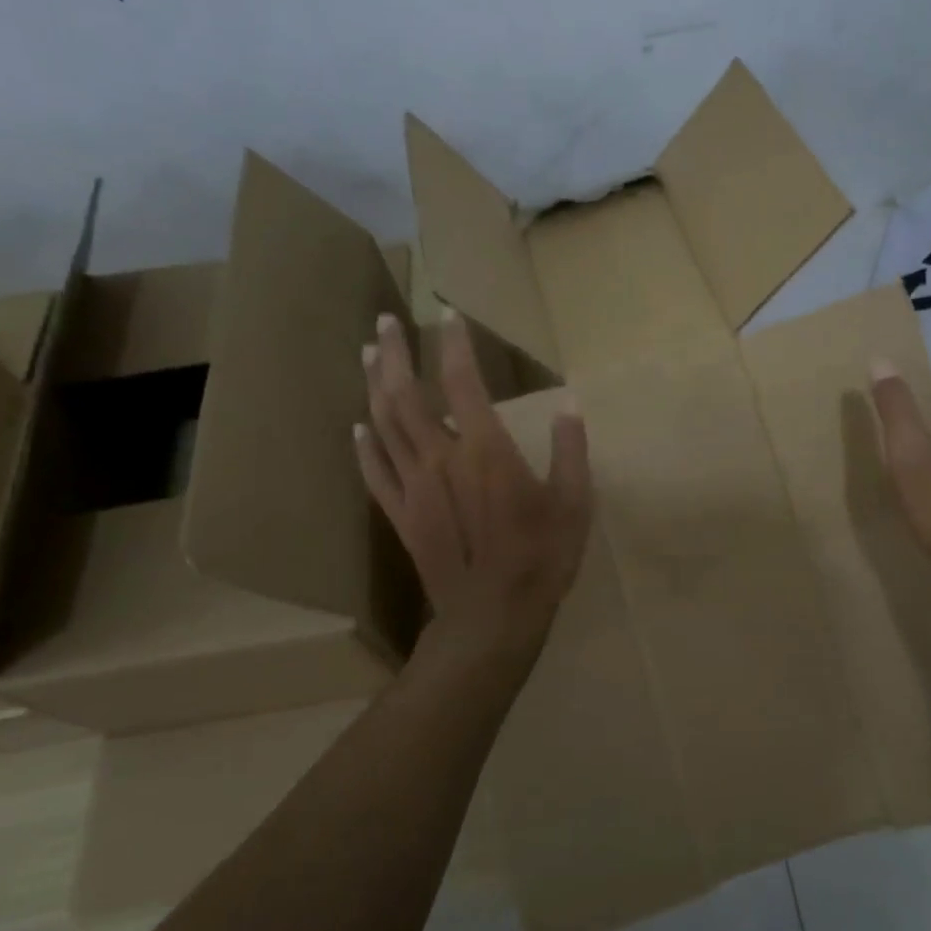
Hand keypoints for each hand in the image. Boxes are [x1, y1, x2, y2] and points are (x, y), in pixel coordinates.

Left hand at [356, 309, 591, 661]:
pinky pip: (374, 472)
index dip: (454, 343)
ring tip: (367, 355)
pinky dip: (363, 445)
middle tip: (384, 321)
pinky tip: (356, 426)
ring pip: (383, 424)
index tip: (447, 313)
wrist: (492, 617)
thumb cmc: (541, 557)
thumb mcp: (574, 502)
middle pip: (406, 394)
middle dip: (393, 353)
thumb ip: (570, 449)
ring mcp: (414, 486)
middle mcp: (441, 457)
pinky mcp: (400, 515)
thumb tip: (570, 403)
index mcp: (485, 448)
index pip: (462, 380)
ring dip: (373, 386)